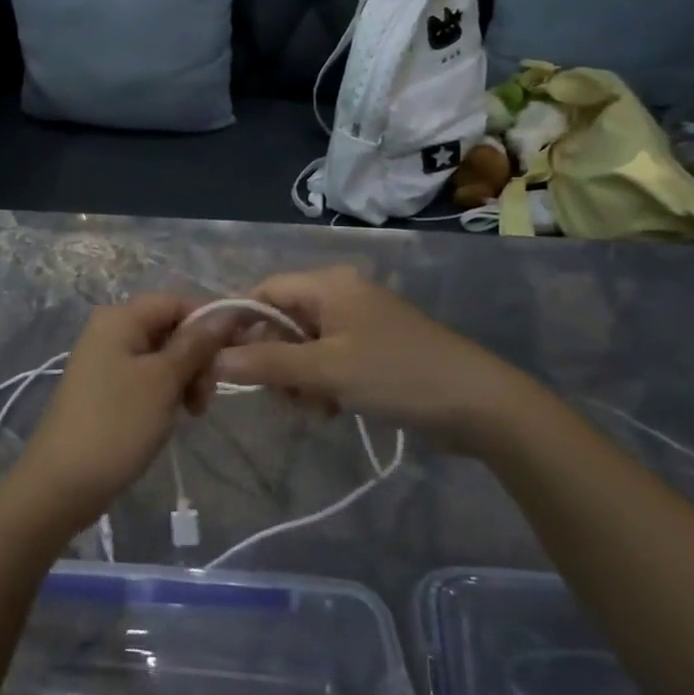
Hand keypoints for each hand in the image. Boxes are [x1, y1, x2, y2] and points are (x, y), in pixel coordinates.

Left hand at [8, 294, 225, 527]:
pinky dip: (166, 390)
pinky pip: (147, 376)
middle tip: (206, 396)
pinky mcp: (106, 387)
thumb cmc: (116, 424)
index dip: (209, 321)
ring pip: (162, 355)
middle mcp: (110, 330)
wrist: (63, 483)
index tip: (235, 353)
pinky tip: (175, 415)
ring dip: (185, 377)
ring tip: (193, 411)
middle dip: (197, 356)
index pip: (176, 301)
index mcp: (120, 318)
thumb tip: (227, 313)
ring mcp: (106, 360)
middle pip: (169, 327)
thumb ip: (196, 344)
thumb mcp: (163, 381)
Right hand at [211, 265, 554, 448]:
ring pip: (304, 346)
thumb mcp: (327, 370)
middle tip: (280, 395)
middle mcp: (341, 295)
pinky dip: (322, 384)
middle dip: (275, 359)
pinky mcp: (373, 350)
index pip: (265, 290)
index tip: (220, 359)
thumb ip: (268, 362)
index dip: (239, 321)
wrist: (480, 405)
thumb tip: (214, 359)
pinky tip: (332, 410)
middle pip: (283, 320)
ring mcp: (359, 324)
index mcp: (329, 284)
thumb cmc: (397, 374)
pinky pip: (328, 361)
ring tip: (315, 408)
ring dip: (299, 378)